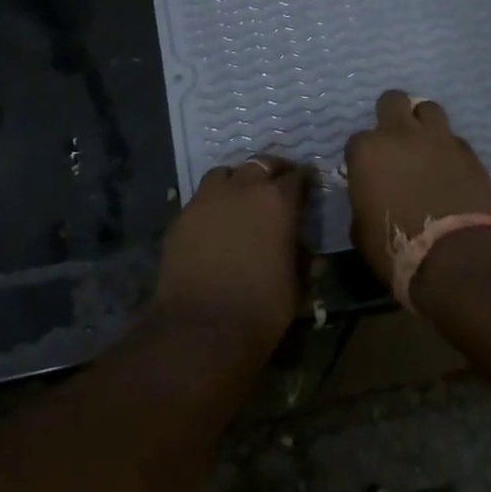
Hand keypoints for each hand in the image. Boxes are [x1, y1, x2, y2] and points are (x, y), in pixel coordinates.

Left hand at [154, 155, 309, 341]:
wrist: (203, 327)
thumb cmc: (262, 308)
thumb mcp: (297, 283)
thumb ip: (301, 255)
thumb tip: (302, 247)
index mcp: (278, 201)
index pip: (298, 177)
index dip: (305, 179)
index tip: (308, 184)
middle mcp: (243, 188)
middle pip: (261, 164)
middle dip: (273, 171)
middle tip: (278, 183)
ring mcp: (207, 198)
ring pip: (226, 173)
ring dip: (238, 180)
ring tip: (242, 196)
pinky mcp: (182, 215)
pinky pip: (202, 197)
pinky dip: (213, 202)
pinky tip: (216, 221)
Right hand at [344, 91, 490, 287]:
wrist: (454, 255)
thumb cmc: (396, 246)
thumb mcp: (360, 227)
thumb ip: (363, 198)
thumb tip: (370, 194)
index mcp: (367, 151)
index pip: (357, 140)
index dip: (363, 157)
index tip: (369, 173)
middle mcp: (401, 134)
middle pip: (393, 100)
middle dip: (392, 115)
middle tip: (395, 141)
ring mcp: (438, 139)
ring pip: (429, 109)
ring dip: (423, 124)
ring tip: (425, 147)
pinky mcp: (469, 152)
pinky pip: (454, 139)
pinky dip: (448, 149)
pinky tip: (449, 170)